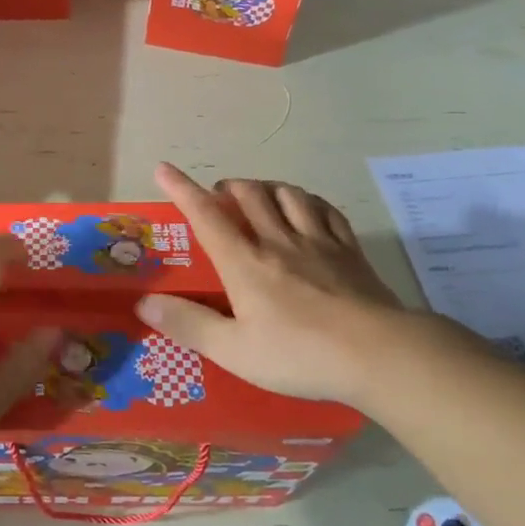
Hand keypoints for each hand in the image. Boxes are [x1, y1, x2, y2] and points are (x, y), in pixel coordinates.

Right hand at [137, 163, 422, 405]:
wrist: (381, 356)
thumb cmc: (300, 355)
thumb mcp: (234, 351)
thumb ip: (189, 324)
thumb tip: (144, 301)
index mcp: (245, 262)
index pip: (206, 215)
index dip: (182, 189)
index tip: (164, 169)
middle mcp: (278, 241)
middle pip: (249, 194)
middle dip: (227, 186)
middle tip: (218, 196)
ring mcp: (318, 242)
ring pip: (287, 194)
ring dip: (266, 188)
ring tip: (258, 196)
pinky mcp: (350, 251)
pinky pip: (325, 210)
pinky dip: (308, 201)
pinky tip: (306, 208)